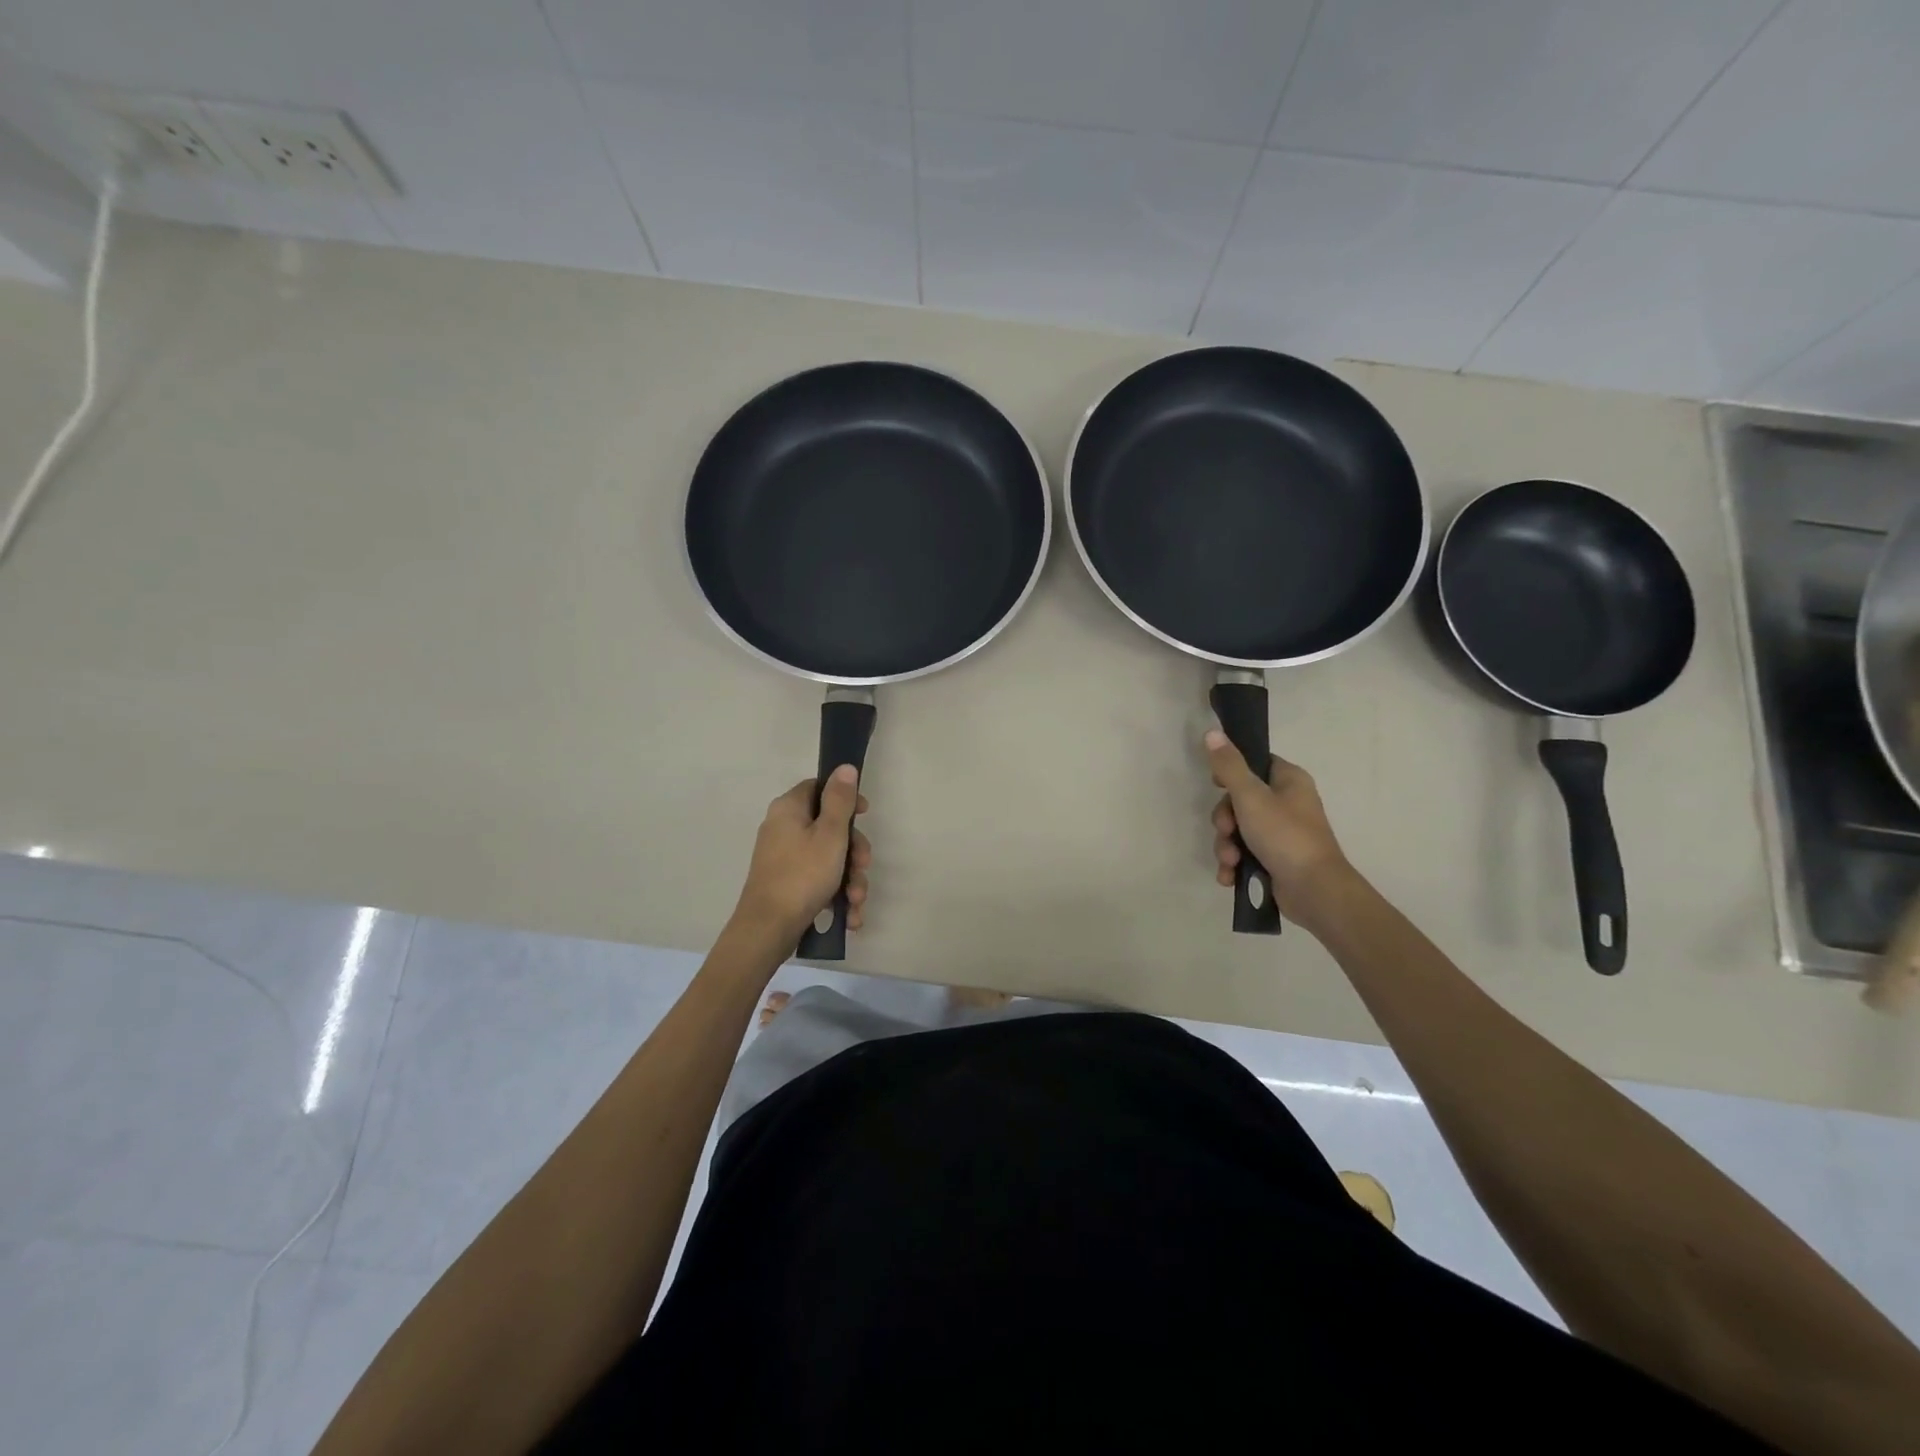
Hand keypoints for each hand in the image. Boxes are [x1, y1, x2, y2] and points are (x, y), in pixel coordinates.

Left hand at [732, 765, 870, 944]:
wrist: (768, 929)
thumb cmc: (802, 875)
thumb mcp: (830, 834)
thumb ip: (840, 800)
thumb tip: (845, 767)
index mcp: (789, 809)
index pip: (819, 788)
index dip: (845, 798)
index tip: (864, 815)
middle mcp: (783, 829)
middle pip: (830, 827)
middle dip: (854, 852)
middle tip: (863, 866)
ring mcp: (784, 858)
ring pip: (829, 858)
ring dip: (850, 879)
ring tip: (855, 901)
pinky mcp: (788, 883)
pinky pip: (819, 880)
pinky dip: (836, 895)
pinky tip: (849, 916)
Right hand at [1205, 729, 1354, 928]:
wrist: (1315, 891)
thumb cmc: (1285, 835)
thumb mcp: (1251, 796)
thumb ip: (1229, 766)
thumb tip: (1212, 731)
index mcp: (1289, 780)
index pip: (1254, 763)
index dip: (1230, 773)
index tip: (1216, 785)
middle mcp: (1287, 803)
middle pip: (1239, 800)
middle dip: (1224, 820)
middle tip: (1227, 830)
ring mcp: (1281, 833)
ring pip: (1238, 829)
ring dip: (1226, 845)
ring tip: (1230, 861)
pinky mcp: (1275, 858)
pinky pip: (1244, 853)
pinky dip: (1234, 864)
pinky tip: (1229, 876)